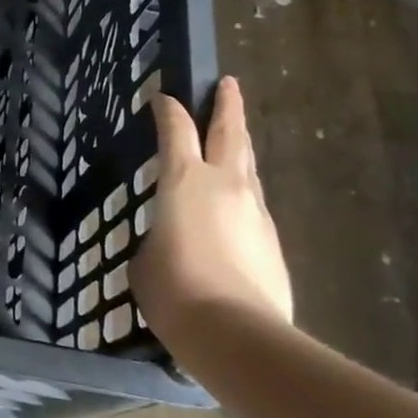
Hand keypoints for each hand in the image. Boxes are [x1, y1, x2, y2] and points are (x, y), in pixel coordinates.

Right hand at [131, 76, 293, 336]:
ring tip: (234, 142)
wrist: (235, 332)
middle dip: (228, 105)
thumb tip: (171, 241)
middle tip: (229, 85)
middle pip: (230, 132)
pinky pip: (254, 206)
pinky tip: (235, 209)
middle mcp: (225, 184)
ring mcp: (255, 212)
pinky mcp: (273, 241)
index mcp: (184, 180)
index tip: (162, 97)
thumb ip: (156, 237)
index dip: (167, 110)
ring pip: (249, 167)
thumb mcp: (144, 258)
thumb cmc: (174, 288)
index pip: (175, 130)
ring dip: (241, 149)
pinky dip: (243, 196)